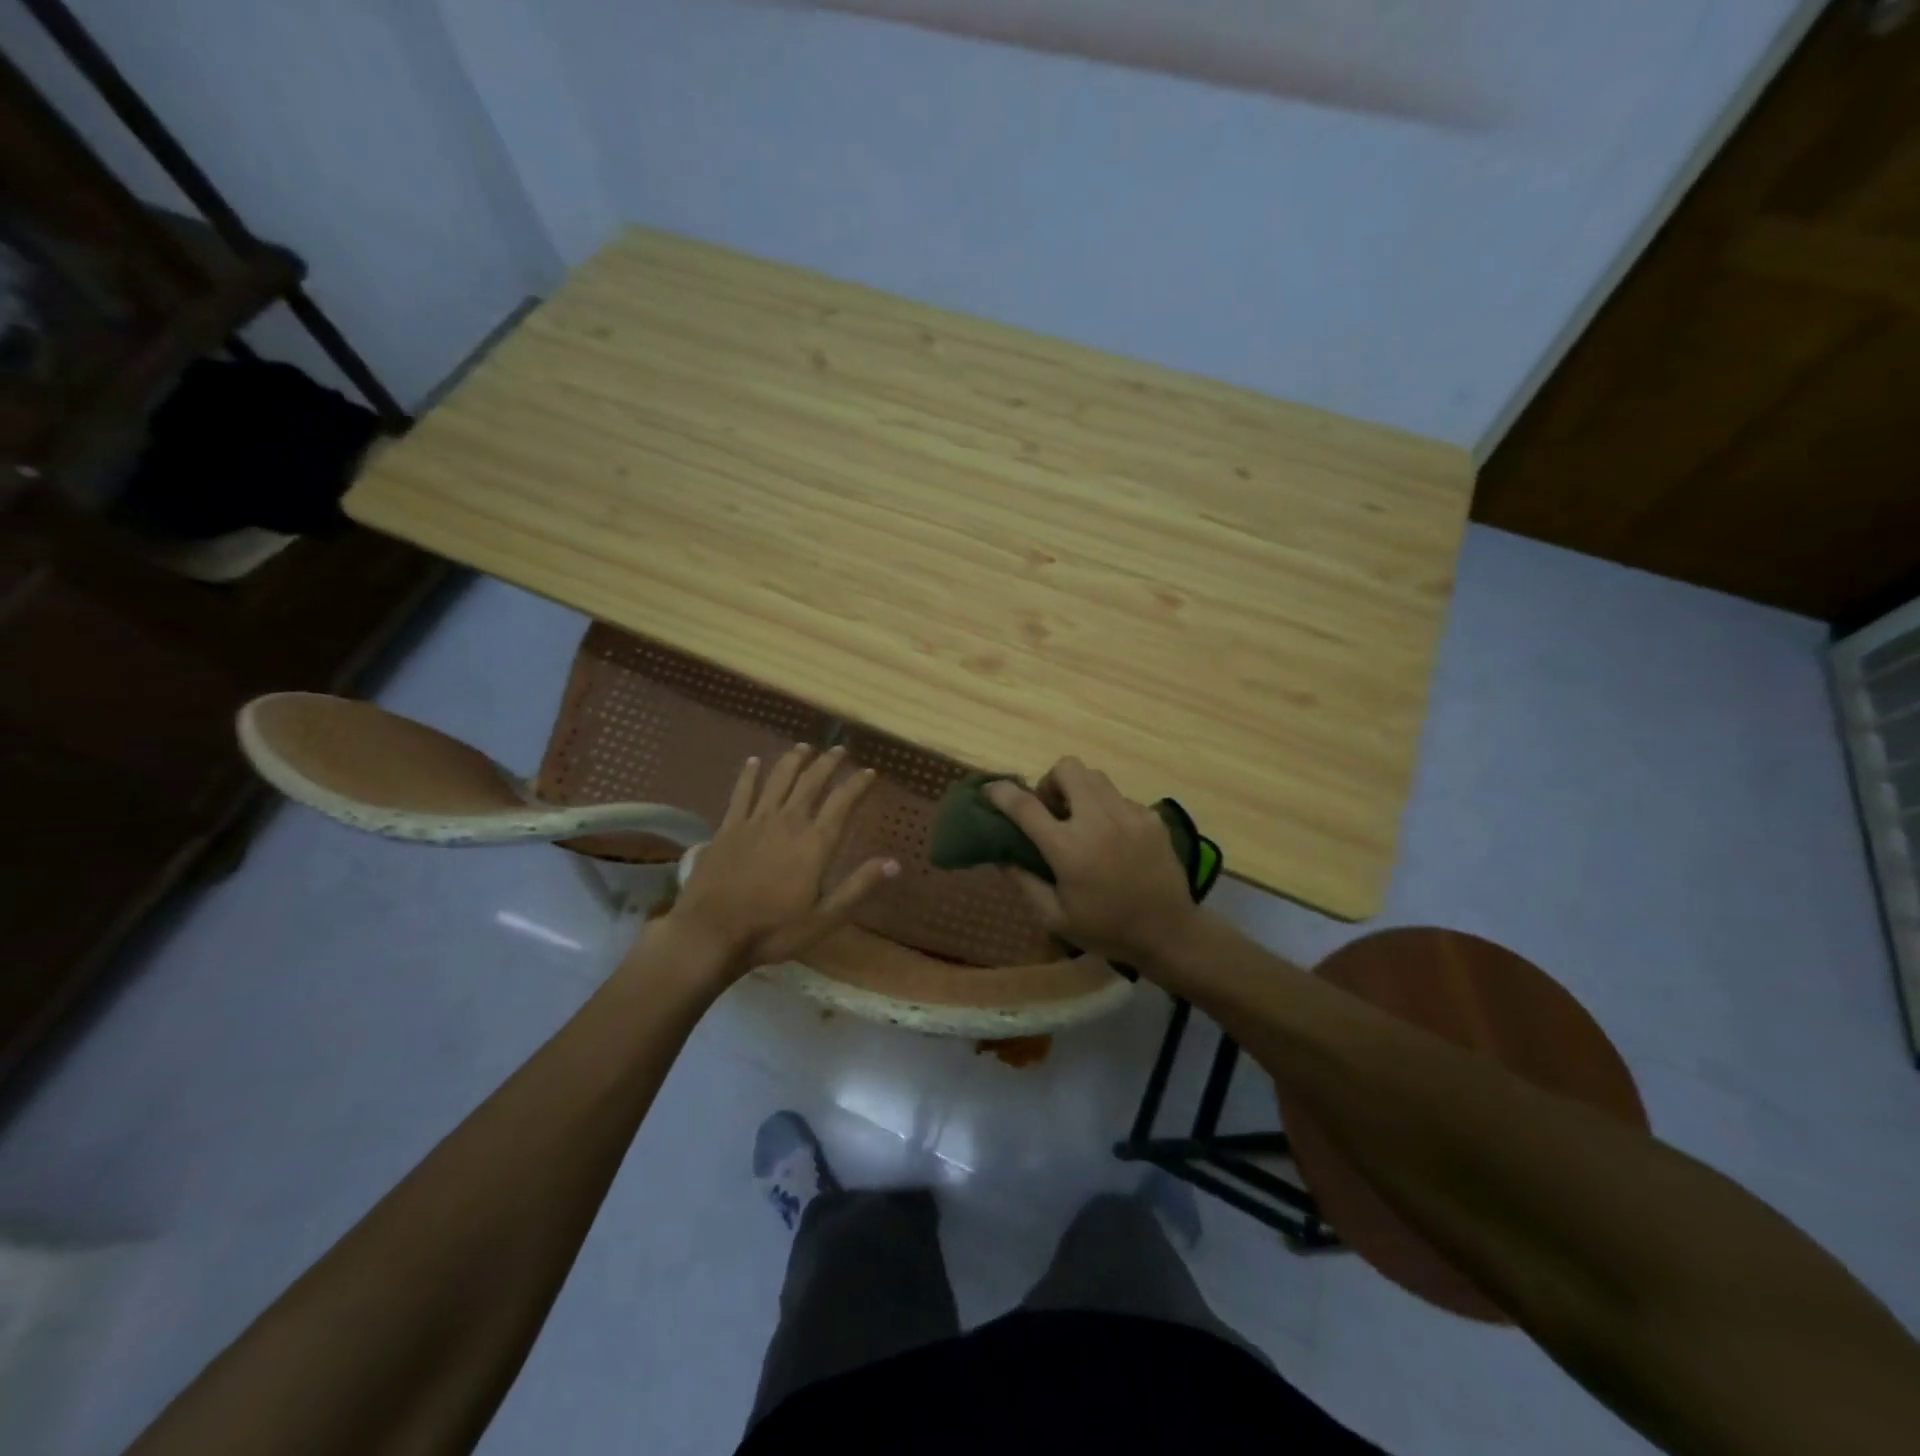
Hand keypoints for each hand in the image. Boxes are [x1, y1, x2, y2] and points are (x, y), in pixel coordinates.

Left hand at [666, 745, 897, 976]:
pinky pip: (741, 792)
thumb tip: (895, 863)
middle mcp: (788, 822)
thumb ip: (859, 886)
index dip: (858, 784)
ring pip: (778, 780)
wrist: (710, 933)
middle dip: (828, 763)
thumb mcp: (825, 917)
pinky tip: (754, 761)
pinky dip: (749, 774)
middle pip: (811, 782)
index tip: (870, 772)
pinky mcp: (728, 827)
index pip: (842, 803)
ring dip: (793, 761)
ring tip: (804, 747)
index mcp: (815, 843)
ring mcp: (755, 821)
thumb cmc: (773, 930)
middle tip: (840, 750)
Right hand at [984, 758, 1197, 967]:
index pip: (1025, 805)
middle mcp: (1097, 820)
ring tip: (1081, 820)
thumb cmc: (1106, 930)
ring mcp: (1129, 814)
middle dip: (1051, 782)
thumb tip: (1002, 854)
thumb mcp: (1054, 917)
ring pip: (1095, 776)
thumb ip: (1024, 881)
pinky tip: (1112, 838)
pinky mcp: (1150, 817)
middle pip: (1067, 768)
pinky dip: (1107, 808)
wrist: (1169, 933)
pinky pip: (1120, 797)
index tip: (991, 790)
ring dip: (1079, 790)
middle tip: (1051, 810)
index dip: (1001, 792)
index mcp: (1068, 848)